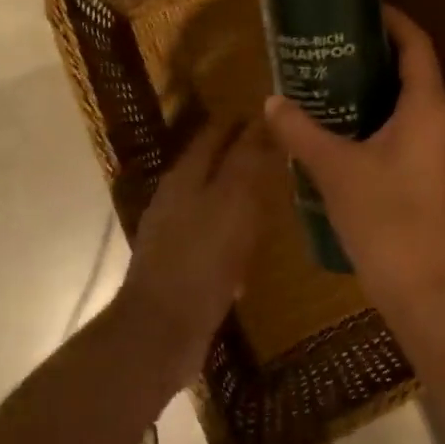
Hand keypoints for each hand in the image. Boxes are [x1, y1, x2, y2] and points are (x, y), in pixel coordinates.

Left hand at [117, 118, 273, 384]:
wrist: (162, 329)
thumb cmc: (202, 257)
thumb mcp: (234, 201)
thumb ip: (248, 160)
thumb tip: (263, 119)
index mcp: (186, 175)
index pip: (216, 133)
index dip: (242, 122)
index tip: (274, 114)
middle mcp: (176, 198)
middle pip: (211, 164)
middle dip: (242, 154)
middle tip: (281, 151)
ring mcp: (175, 232)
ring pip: (213, 198)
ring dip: (239, 191)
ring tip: (274, 192)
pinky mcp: (181, 264)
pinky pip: (213, 234)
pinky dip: (234, 227)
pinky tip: (254, 241)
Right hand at [263, 6, 444, 324]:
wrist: (422, 287)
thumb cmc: (383, 217)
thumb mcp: (334, 168)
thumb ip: (301, 130)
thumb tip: (272, 101)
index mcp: (428, 108)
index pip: (418, 46)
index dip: (395, 21)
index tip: (363, 8)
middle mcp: (444, 122)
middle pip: (417, 72)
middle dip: (379, 55)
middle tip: (335, 46)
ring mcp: (444, 151)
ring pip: (414, 104)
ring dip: (379, 89)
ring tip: (335, 82)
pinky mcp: (436, 176)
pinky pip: (412, 131)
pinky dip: (384, 119)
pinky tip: (349, 130)